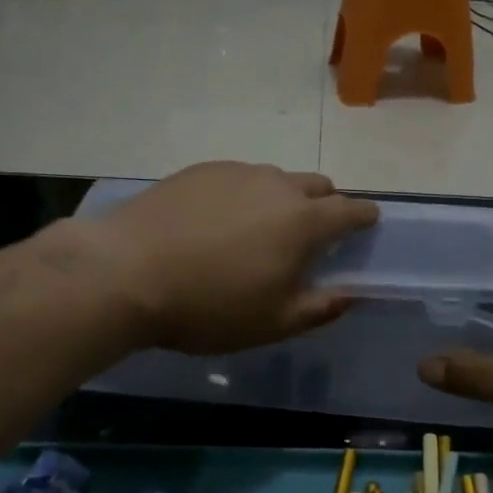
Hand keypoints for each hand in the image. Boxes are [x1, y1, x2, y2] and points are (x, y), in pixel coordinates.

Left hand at [78, 162, 378, 354]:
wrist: (126, 272)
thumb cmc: (209, 306)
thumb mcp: (273, 323)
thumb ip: (320, 307)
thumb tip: (351, 294)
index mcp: (303, 221)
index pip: (351, 209)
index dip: (364, 218)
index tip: (366, 225)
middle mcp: (276, 185)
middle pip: (318, 185)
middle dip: (326, 204)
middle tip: (309, 235)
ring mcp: (237, 172)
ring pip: (276, 179)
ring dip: (282, 199)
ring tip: (257, 230)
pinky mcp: (201, 170)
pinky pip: (239, 177)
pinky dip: (244, 195)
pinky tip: (218, 221)